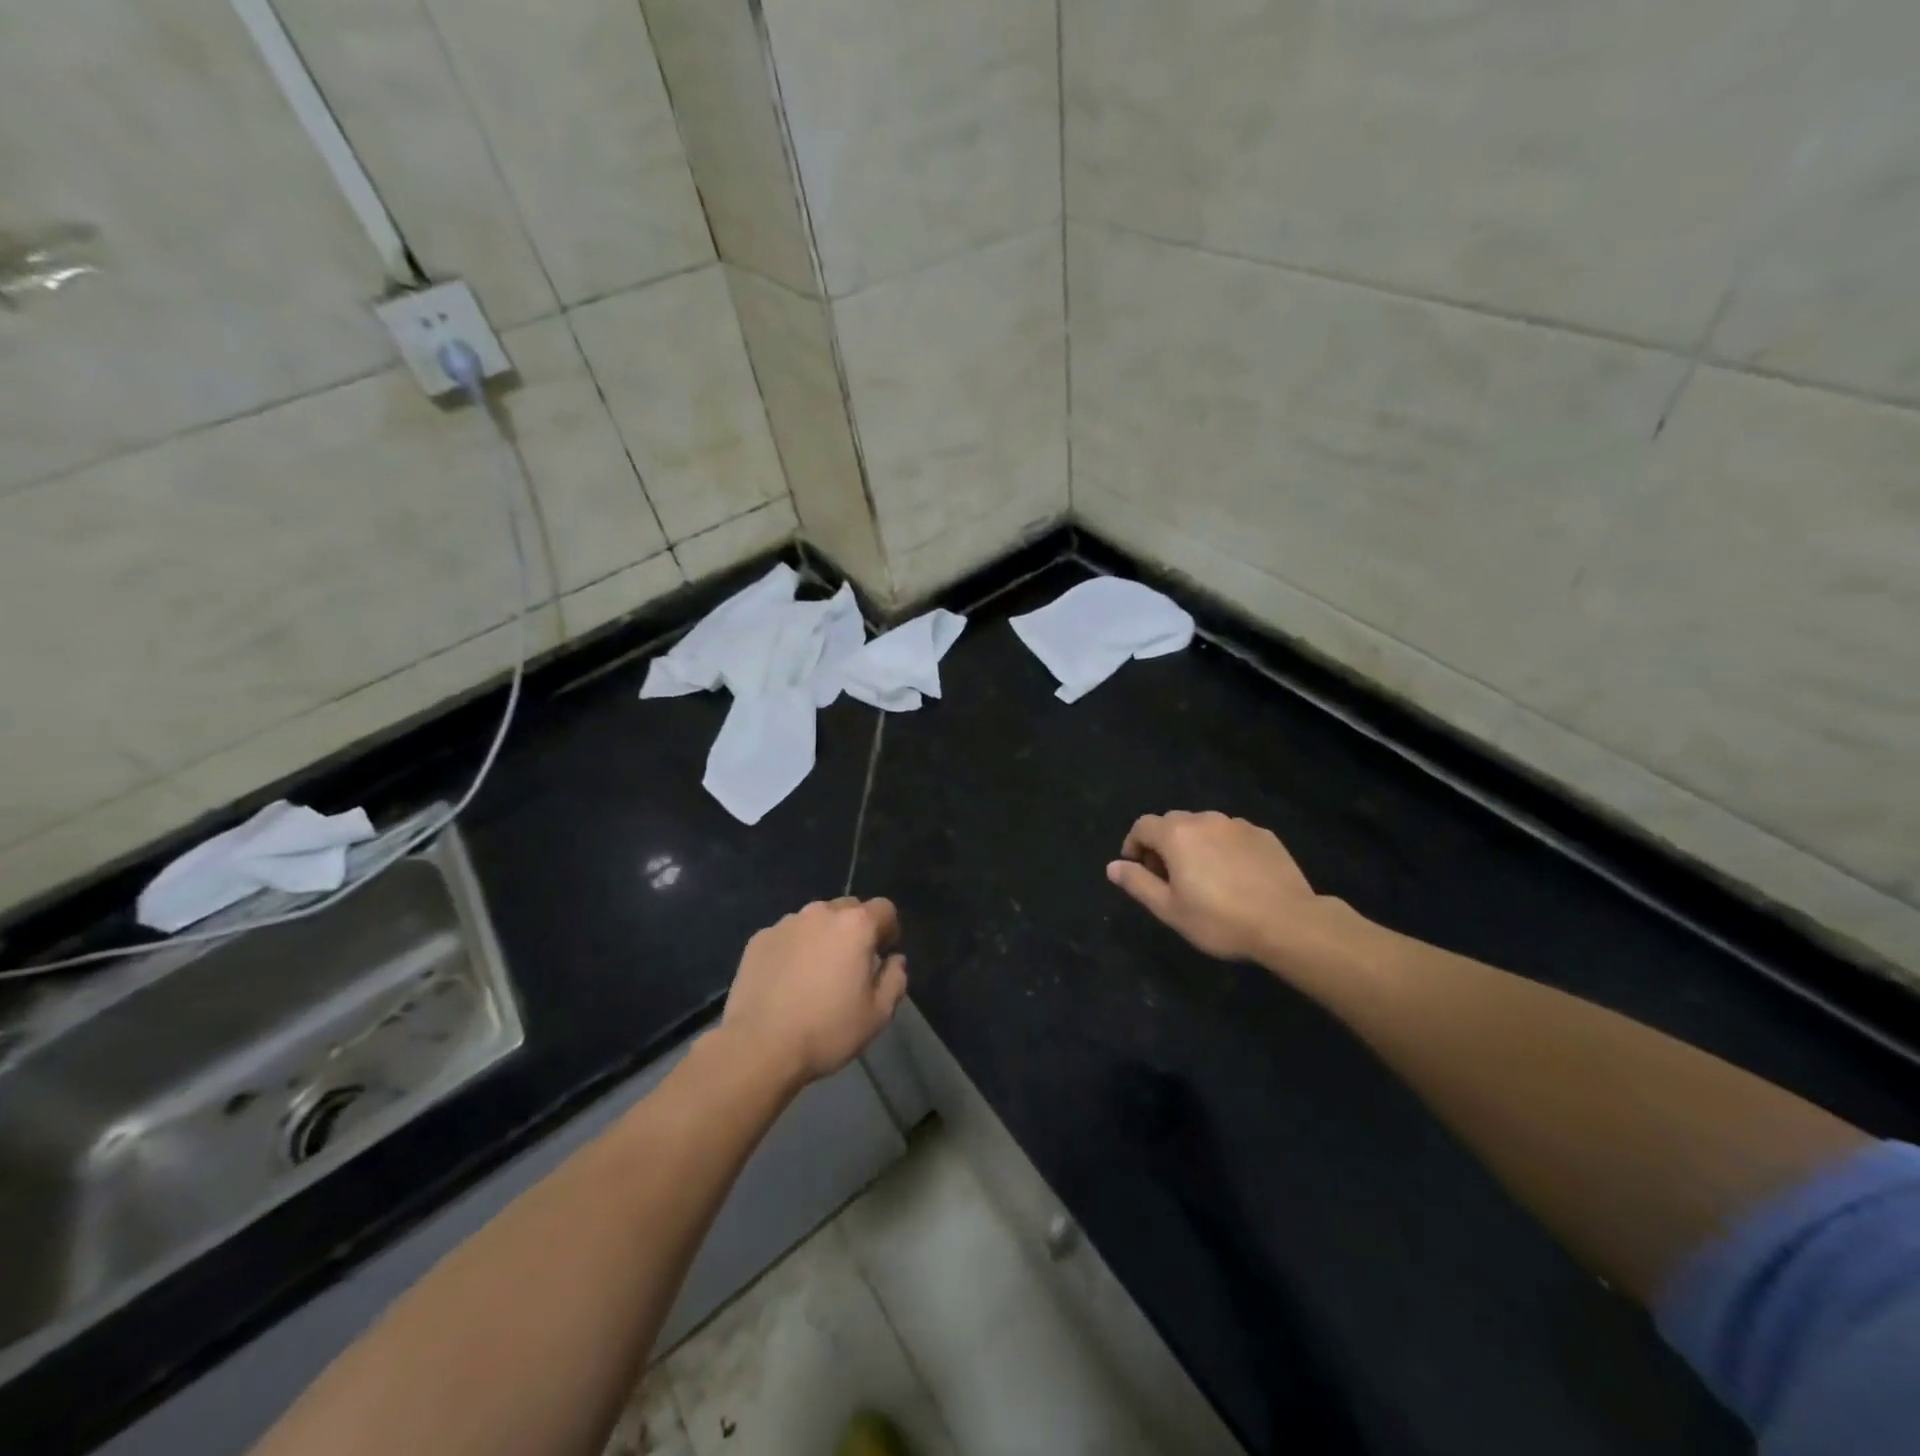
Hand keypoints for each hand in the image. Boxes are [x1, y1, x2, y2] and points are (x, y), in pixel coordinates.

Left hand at [721, 897, 907, 1084]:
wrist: (759, 1048)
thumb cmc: (827, 1030)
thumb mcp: (878, 1014)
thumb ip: (895, 979)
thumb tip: (894, 960)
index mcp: (855, 925)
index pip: (884, 909)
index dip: (889, 930)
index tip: (882, 956)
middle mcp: (821, 913)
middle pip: (848, 908)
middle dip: (855, 930)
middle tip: (850, 966)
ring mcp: (786, 923)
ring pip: (815, 920)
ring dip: (823, 937)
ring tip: (815, 974)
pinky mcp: (759, 939)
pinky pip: (788, 935)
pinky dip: (794, 949)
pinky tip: (787, 981)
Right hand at [1107, 811, 1329, 963]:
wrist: (1288, 923)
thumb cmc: (1219, 919)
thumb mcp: (1169, 909)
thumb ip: (1137, 883)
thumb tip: (1112, 866)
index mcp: (1176, 834)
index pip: (1142, 826)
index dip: (1134, 845)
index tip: (1138, 869)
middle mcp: (1205, 820)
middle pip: (1173, 823)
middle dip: (1163, 844)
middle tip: (1168, 877)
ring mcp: (1237, 825)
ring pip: (1204, 827)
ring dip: (1194, 845)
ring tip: (1203, 877)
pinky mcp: (1264, 835)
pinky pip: (1232, 835)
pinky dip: (1223, 848)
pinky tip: (1235, 876)